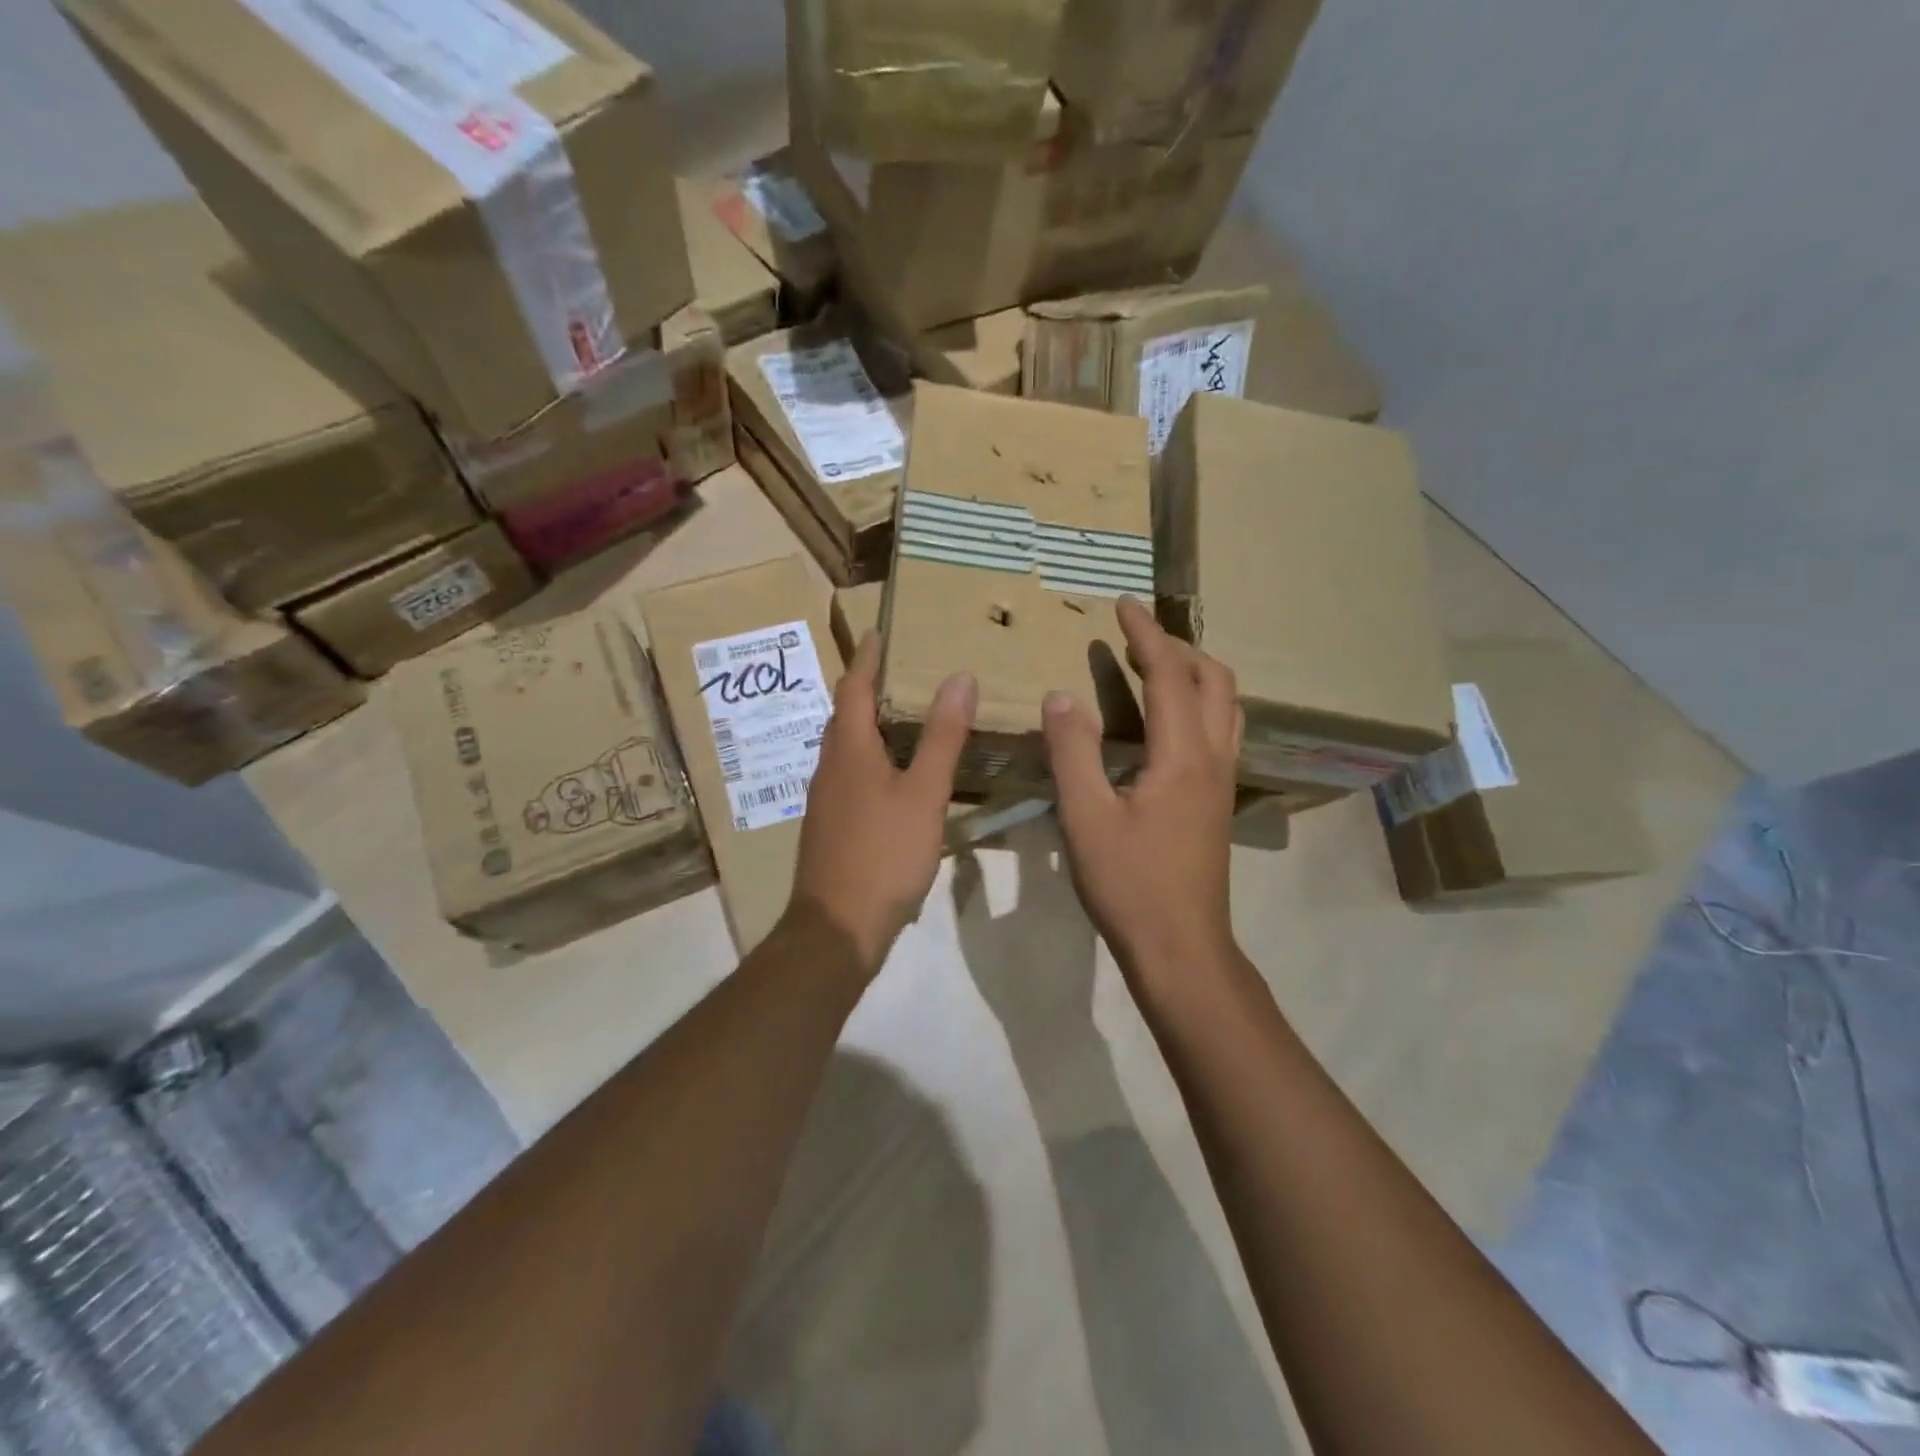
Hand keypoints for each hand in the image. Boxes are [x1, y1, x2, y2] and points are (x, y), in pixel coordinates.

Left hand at [788, 633, 975, 975]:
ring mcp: (826, 799)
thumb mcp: (923, 793)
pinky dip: (873, 759)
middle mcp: (829, 767)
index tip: (880, 631)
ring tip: (905, 716)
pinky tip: (897, 776)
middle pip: (845, 715)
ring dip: (870, 725)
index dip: (867, 657)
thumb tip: (959, 677)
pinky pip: (851, 775)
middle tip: (903, 670)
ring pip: (847, 747)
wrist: (836, 928)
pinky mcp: (831, 827)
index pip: (853, 686)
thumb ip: (942, 737)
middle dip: (868, 688)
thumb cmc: (882, 854)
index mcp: (848, 749)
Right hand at [1043, 597, 1240, 984]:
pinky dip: (1198, 704)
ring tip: (1156, 667)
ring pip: (1226, 706)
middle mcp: (1214, 759)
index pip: (1169, 675)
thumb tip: (1060, 696)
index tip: (1122, 604)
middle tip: (1136, 637)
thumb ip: (1072, 752)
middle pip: (1215, 681)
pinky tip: (1168, 723)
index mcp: (1182, 756)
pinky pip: (1221, 731)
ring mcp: (1223, 782)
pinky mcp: (1219, 803)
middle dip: (1178, 647)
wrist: (1181, 949)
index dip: (1145, 635)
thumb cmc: (1130, 885)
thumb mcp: (1085, 818)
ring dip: (1195, 674)